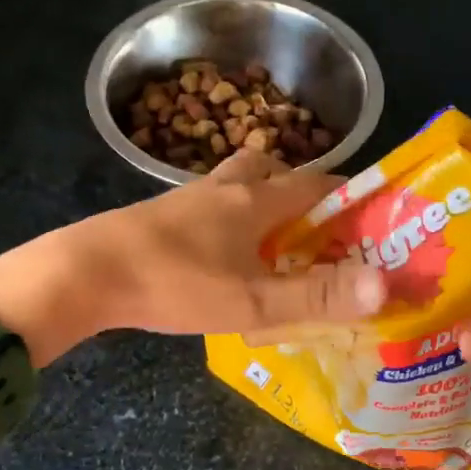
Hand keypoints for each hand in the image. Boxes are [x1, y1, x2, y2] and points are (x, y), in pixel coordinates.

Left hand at [0, 148, 385, 363]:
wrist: (84, 274)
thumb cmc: (175, 284)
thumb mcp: (252, 302)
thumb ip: (316, 296)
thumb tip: (386, 285)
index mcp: (254, 201)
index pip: (315, 183)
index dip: (347, 194)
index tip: (369, 215)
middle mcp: (223, 188)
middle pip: (270, 168)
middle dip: (298, 189)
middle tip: (314, 226)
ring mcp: (186, 199)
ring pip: (234, 183)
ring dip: (258, 199)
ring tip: (271, 241)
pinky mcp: (159, 216)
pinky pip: (207, 205)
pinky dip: (226, 218)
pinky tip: (221, 254)